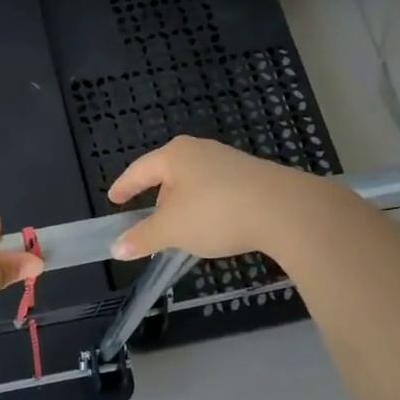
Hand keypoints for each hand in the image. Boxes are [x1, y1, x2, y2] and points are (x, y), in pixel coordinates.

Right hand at [107, 136, 315, 259]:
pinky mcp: (253, 177)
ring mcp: (230, 162)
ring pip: (195, 184)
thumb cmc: (216, 212)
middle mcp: (201, 152)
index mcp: (175, 156)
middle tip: (151, 223)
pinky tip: (214, 228)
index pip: (139, 170)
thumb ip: (143, 238)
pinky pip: (218, 191)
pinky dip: (207, 208)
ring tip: (183, 231)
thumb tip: (116, 248)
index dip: (124, 187)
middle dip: (158, 199)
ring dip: (184, 206)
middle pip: (169, 175)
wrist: (286, 210)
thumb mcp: (172, 230)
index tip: (114, 199)